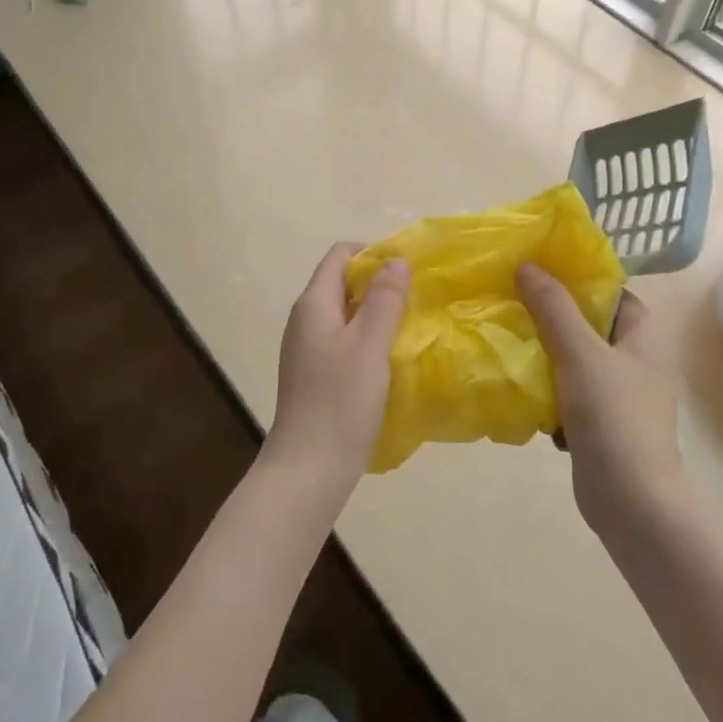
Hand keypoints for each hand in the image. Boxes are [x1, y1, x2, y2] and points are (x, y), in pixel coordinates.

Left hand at [265, 244, 410, 496]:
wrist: (308, 469)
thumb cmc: (339, 402)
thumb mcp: (369, 345)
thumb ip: (384, 299)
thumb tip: (396, 260)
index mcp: (313, 304)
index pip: (340, 255)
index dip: (373, 252)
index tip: (409, 269)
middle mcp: (305, 320)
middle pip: (342, 283)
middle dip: (379, 283)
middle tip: (417, 297)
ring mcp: (308, 349)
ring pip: (345, 314)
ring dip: (376, 312)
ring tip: (411, 325)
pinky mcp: (315, 375)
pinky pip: (344, 341)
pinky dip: (368, 339)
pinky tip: (391, 358)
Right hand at [517, 264, 684, 537]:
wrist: (632, 504)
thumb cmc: (615, 418)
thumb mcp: (581, 354)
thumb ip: (553, 308)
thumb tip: (527, 265)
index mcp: (644, 337)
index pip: (612, 292)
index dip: (579, 279)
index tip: (539, 271)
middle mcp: (635, 361)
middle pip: (588, 325)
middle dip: (551, 316)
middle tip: (512, 303)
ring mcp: (618, 395)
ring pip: (573, 360)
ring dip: (544, 355)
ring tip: (508, 341)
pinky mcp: (599, 424)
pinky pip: (567, 393)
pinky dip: (547, 391)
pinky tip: (521, 391)